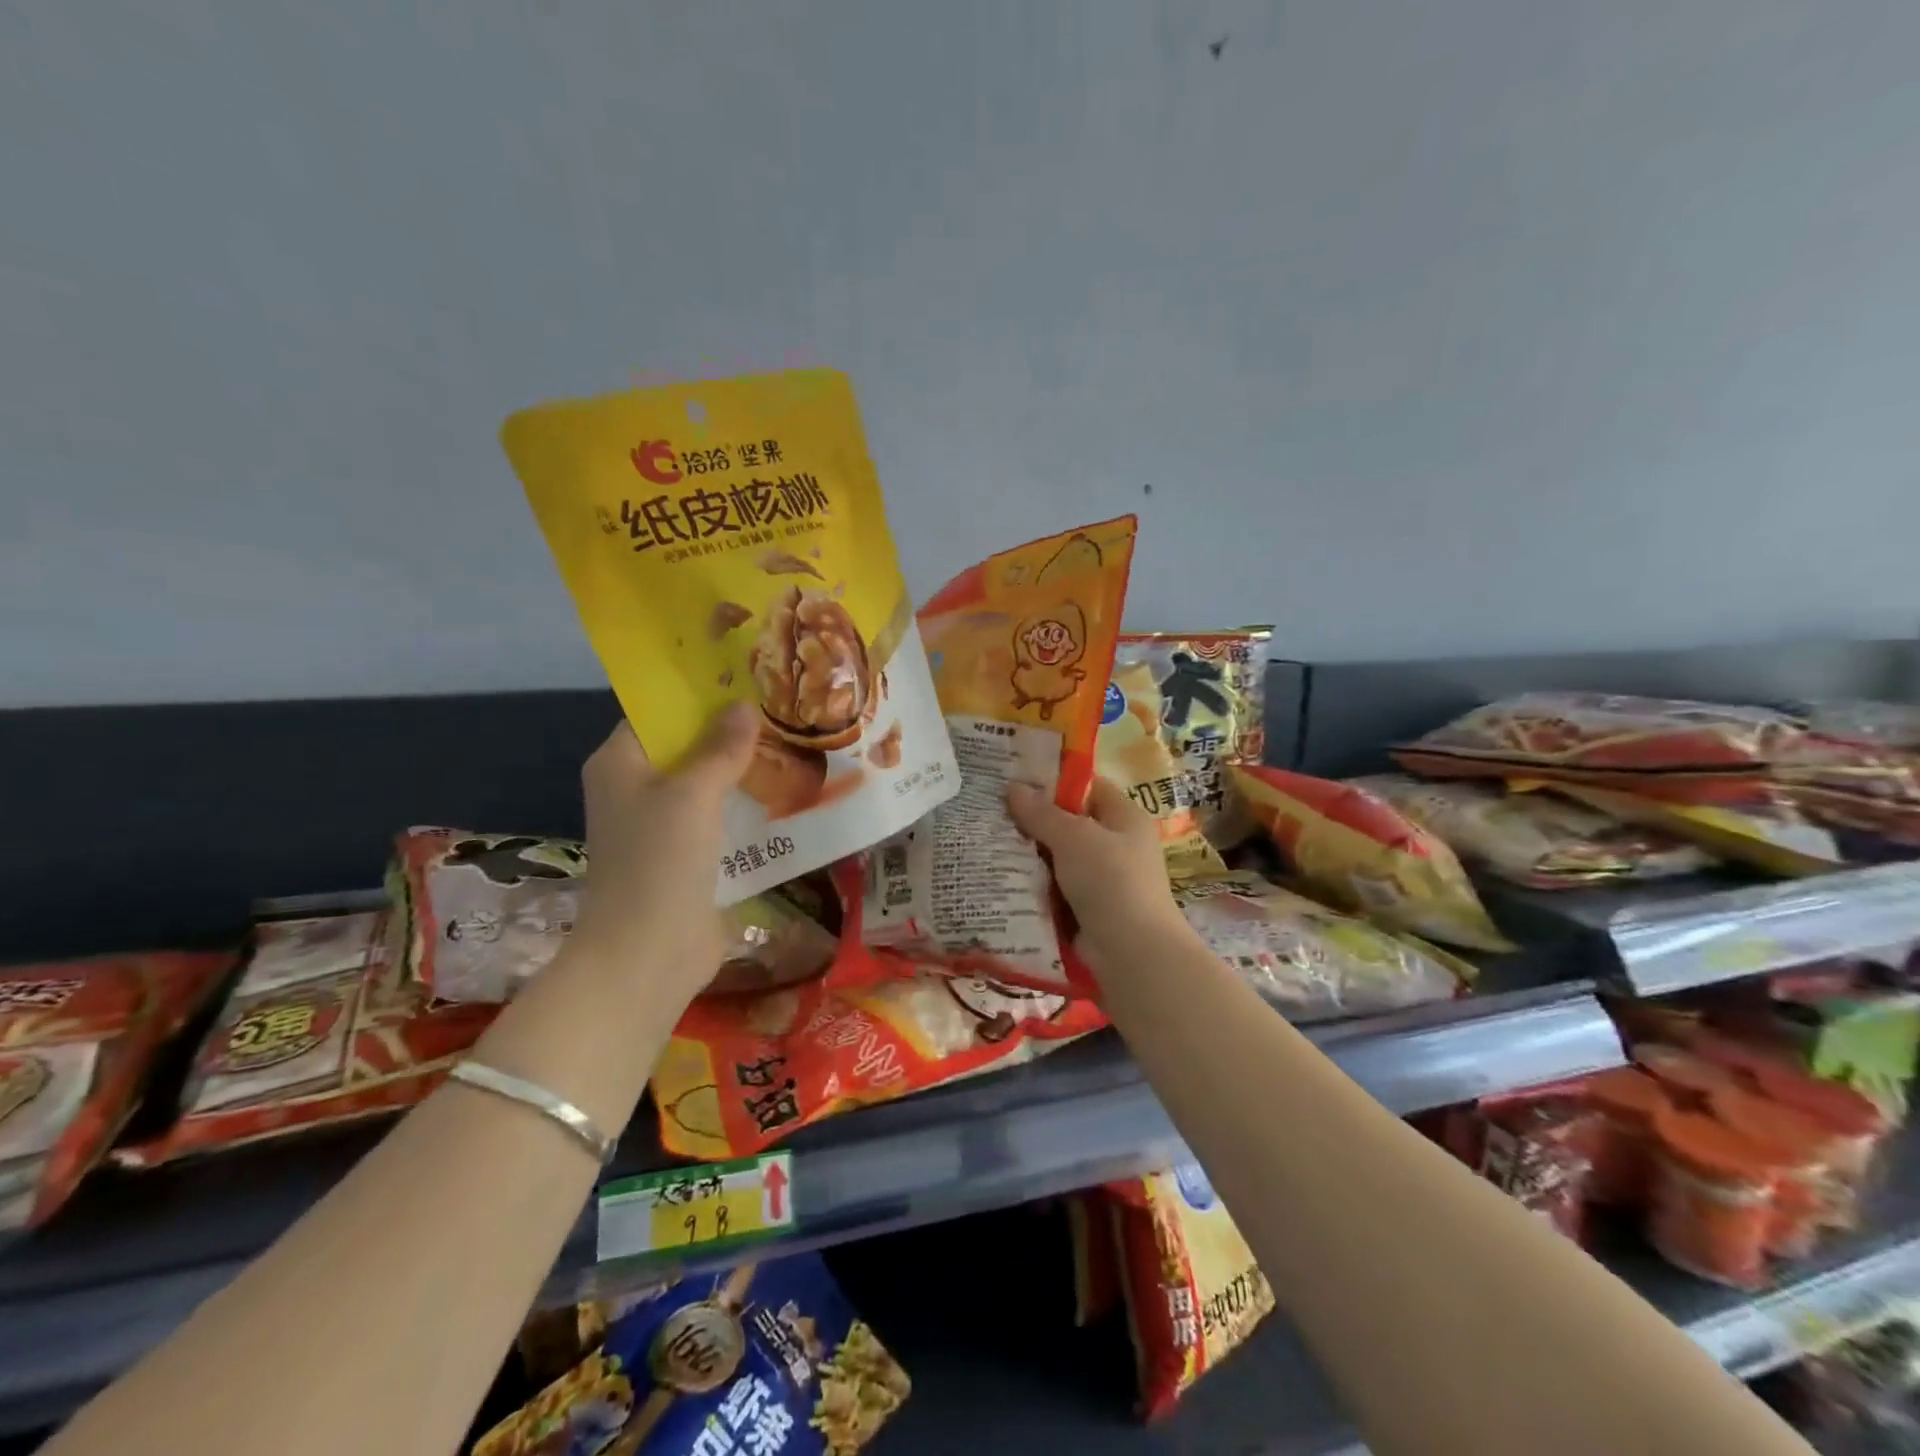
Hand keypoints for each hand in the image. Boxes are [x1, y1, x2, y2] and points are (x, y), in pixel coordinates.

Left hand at [569, 703, 758, 1001]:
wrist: (648, 954)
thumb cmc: (659, 861)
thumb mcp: (692, 793)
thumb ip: (720, 747)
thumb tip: (744, 706)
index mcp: (619, 763)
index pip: (657, 714)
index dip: (698, 696)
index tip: (747, 682)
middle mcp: (635, 789)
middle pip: (686, 748)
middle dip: (730, 734)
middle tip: (782, 712)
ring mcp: (661, 826)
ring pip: (707, 785)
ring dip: (743, 771)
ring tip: (793, 746)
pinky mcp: (687, 857)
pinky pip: (719, 819)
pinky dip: (745, 807)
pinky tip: (787, 795)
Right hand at [1006, 777, 1188, 980]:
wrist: (1131, 954)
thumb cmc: (1110, 881)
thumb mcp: (1073, 837)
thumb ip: (1042, 813)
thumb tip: (1013, 787)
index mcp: (1125, 818)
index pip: (1088, 788)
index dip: (1054, 782)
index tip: (1015, 781)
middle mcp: (1117, 846)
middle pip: (1070, 825)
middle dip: (1034, 822)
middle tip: (992, 814)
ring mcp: (1103, 881)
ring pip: (1059, 860)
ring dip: (1030, 858)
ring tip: (988, 845)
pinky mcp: (1088, 911)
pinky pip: (1055, 890)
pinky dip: (1034, 888)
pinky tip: (1002, 881)